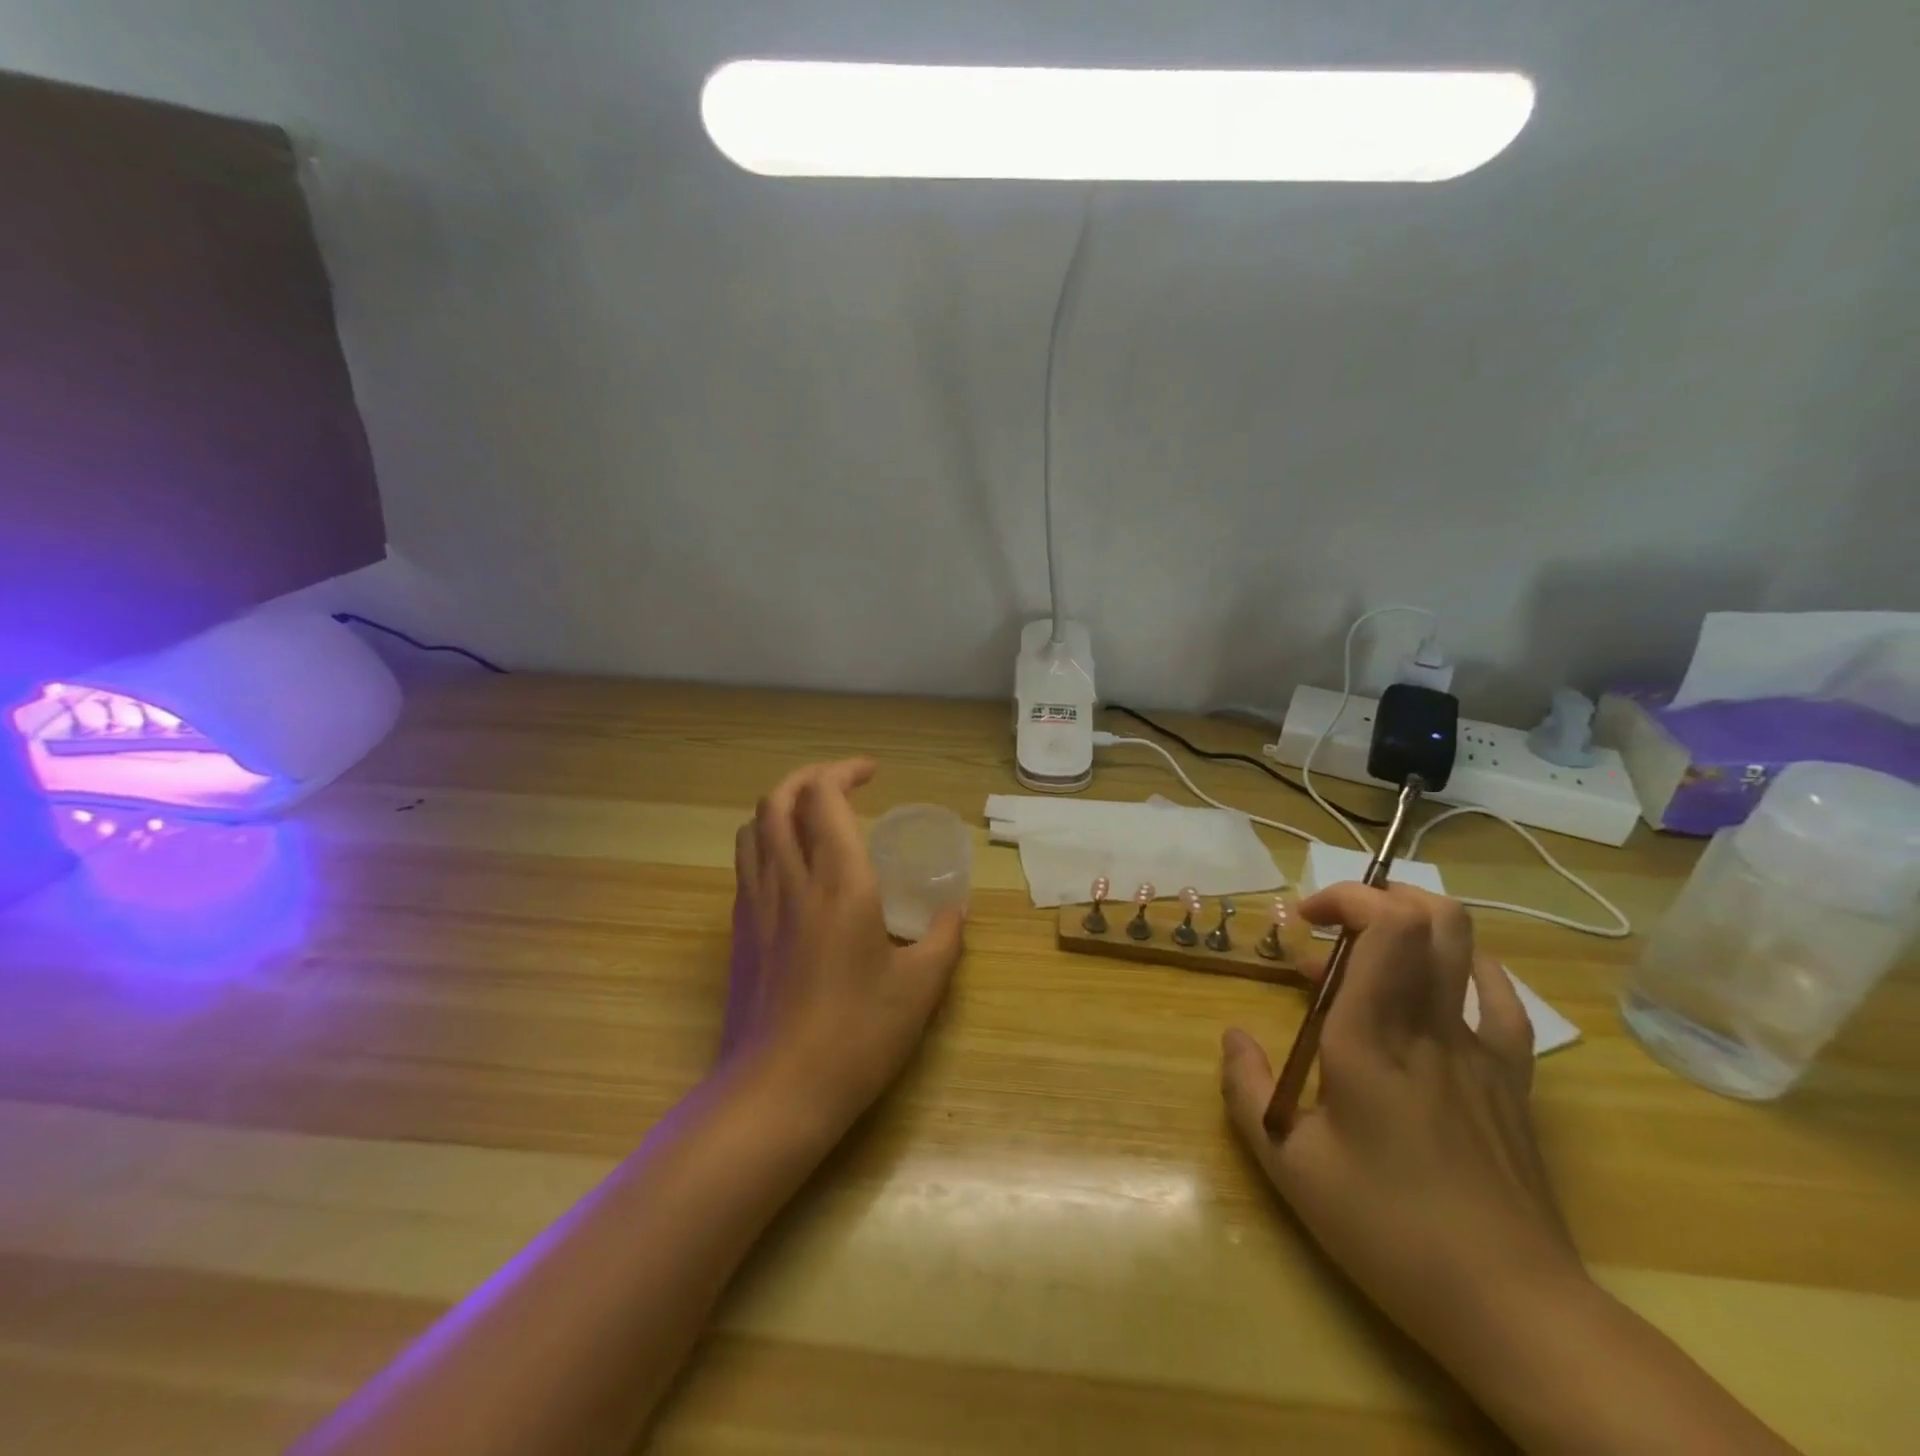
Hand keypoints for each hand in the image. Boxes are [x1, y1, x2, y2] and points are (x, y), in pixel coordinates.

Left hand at [722, 759, 966, 1131]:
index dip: (844, 771)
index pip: (824, 797)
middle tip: (841, 784)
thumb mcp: (920, 988)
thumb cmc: (858, 1035)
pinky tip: (792, 869)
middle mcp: (790, 880)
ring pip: (753, 827)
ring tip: (812, 817)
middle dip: (807, 777)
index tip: (872, 774)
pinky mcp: (740, 932)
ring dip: (781, 805)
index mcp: (839, 882)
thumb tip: (956, 912)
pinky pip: (746, 863)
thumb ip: (944, 939)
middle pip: (778, 799)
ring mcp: (757, 905)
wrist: (778, 1091)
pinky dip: (766, 842)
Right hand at [1220, 884, 1588, 1364]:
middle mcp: (1431, 1025)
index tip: (1305, 922)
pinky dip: (1466, 969)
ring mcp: (1481, 1049)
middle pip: (1432, 916)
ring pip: (1467, 946)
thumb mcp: (1290, 1165)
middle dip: (1378, 897)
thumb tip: (1233, 1037)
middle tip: (1333, 927)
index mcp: (1373, 1039)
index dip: (1347, 898)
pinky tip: (1438, 984)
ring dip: (1415, 924)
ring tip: (1370, 954)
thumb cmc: (1388, 1229)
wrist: (1512, 1305)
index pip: (1386, 926)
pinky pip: (1501, 999)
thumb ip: (1247, 1091)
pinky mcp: (1513, 1078)